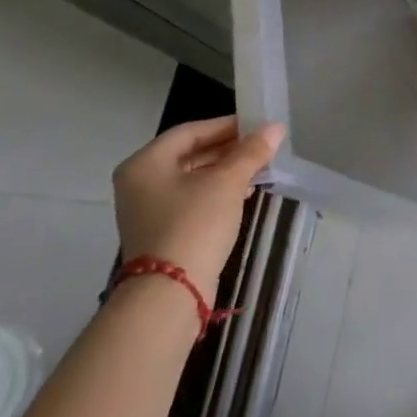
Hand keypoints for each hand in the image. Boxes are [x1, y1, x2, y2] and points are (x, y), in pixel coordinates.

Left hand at [111, 116, 284, 298]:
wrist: (171, 291)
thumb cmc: (194, 224)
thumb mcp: (227, 182)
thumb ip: (251, 152)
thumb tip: (275, 127)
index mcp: (145, 164)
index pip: (190, 131)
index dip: (226, 125)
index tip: (259, 126)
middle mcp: (140, 182)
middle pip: (190, 154)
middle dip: (229, 149)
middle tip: (263, 146)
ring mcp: (149, 209)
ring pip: (194, 177)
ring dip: (227, 170)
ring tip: (261, 167)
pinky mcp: (162, 230)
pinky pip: (193, 198)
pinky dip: (219, 191)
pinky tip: (246, 192)